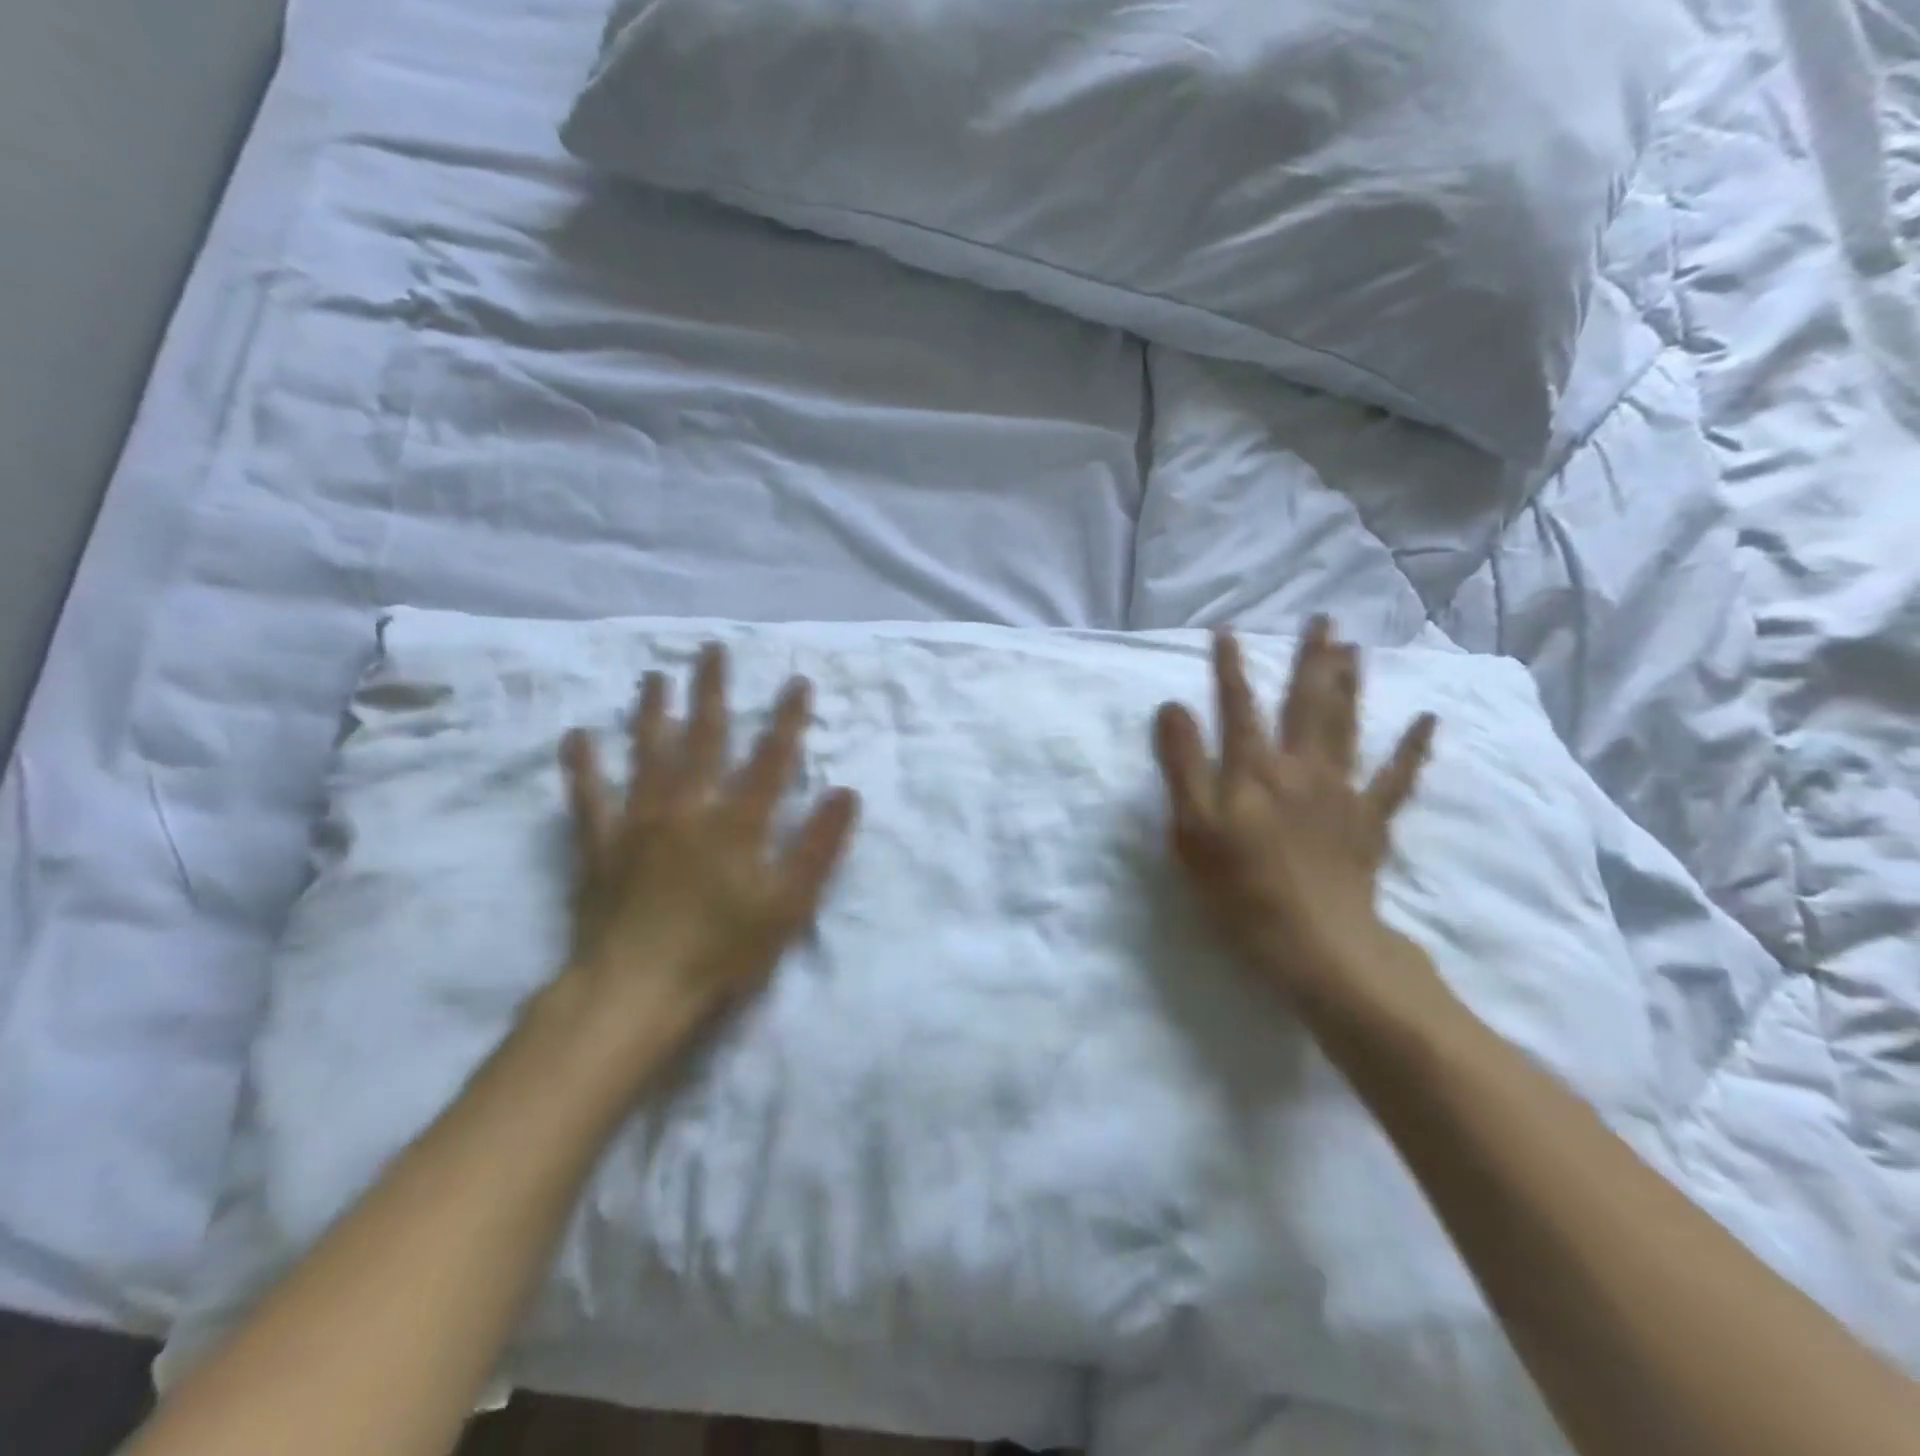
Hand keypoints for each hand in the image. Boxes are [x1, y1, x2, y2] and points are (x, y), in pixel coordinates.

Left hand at [554, 643, 859, 1081]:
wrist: (636, 991)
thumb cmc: (722, 952)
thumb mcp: (789, 906)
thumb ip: (819, 847)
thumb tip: (845, 791)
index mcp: (738, 822)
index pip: (771, 759)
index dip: (787, 719)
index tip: (797, 681)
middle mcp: (688, 807)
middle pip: (703, 739)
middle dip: (712, 692)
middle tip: (712, 650)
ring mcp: (639, 822)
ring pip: (647, 754)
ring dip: (652, 712)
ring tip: (655, 677)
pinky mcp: (601, 845)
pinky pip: (589, 797)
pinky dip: (582, 766)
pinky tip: (576, 736)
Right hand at [1153, 619, 1450, 1025]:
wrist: (1315, 943)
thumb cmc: (1238, 888)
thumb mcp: (1191, 829)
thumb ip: (1182, 764)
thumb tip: (1173, 706)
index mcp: (1253, 770)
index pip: (1237, 706)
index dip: (1230, 668)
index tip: (1227, 631)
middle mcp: (1299, 768)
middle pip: (1305, 703)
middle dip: (1310, 658)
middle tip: (1322, 619)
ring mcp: (1341, 792)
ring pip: (1346, 725)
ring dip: (1350, 683)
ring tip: (1354, 648)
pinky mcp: (1370, 821)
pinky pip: (1396, 778)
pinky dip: (1413, 748)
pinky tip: (1427, 720)